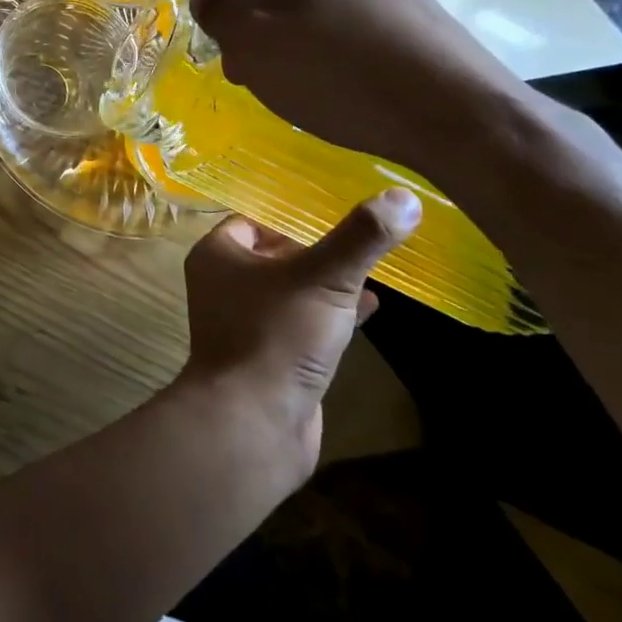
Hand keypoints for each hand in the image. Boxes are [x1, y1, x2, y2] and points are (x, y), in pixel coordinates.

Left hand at [180, 194, 419, 478]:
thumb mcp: (323, 278)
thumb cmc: (276, 335)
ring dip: (327, 283)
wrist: (253, 424)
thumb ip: (360, 238)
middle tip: (362, 238)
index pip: (256, 220)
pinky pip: (301, 324)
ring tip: (372, 269)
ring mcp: (245, 323)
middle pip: (275, 254)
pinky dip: (331, 315)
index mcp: (218, 255)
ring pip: (291, 291)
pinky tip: (370, 311)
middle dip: (316, 249)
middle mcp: (224, 284)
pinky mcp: (269, 358)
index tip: (337, 210)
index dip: (294, 215)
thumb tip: (403, 196)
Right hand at [189, 0, 532, 175]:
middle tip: (278, 87)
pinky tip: (358, 88)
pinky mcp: (422, 12)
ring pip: (323, 14)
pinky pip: (362, 30)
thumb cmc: (334, 74)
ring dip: (309, 48)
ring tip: (321, 92)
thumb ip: (217, 11)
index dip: (235, 32)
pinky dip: (349, 56)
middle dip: (271, 40)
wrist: (453, 111)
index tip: (246, 73)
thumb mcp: (251, 43)